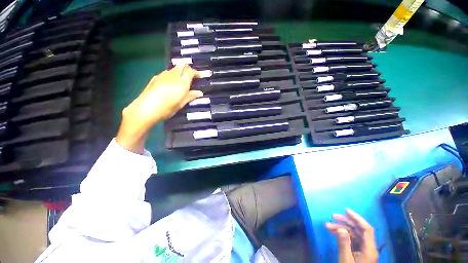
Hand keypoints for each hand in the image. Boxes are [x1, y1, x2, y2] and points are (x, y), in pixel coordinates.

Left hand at [116, 64, 202, 153]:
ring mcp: (163, 75)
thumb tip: (200, 93)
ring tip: (182, 80)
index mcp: (181, 82)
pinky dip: (171, 75)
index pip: (191, 71)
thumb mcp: (181, 103)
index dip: (197, 72)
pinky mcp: (155, 78)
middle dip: (188, 69)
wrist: (146, 108)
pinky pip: (166, 73)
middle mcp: (173, 76)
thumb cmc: (167, 107)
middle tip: (192, 76)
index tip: (202, 76)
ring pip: (174, 69)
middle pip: (182, 66)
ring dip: (180, 72)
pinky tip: (170, 83)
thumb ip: (191, 96)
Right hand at [326, 209, 377, 262]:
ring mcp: (364, 250)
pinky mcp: (359, 253)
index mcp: (369, 249)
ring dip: (341, 228)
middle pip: (359, 230)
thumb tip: (340, 228)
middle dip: (346, 222)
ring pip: (354, 234)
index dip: (357, 218)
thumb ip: (344, 243)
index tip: (346, 210)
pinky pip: (352, 240)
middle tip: (332, 216)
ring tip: (328, 226)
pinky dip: (342, 235)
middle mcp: (368, 248)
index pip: (366, 229)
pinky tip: (333, 233)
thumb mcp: (346, 259)